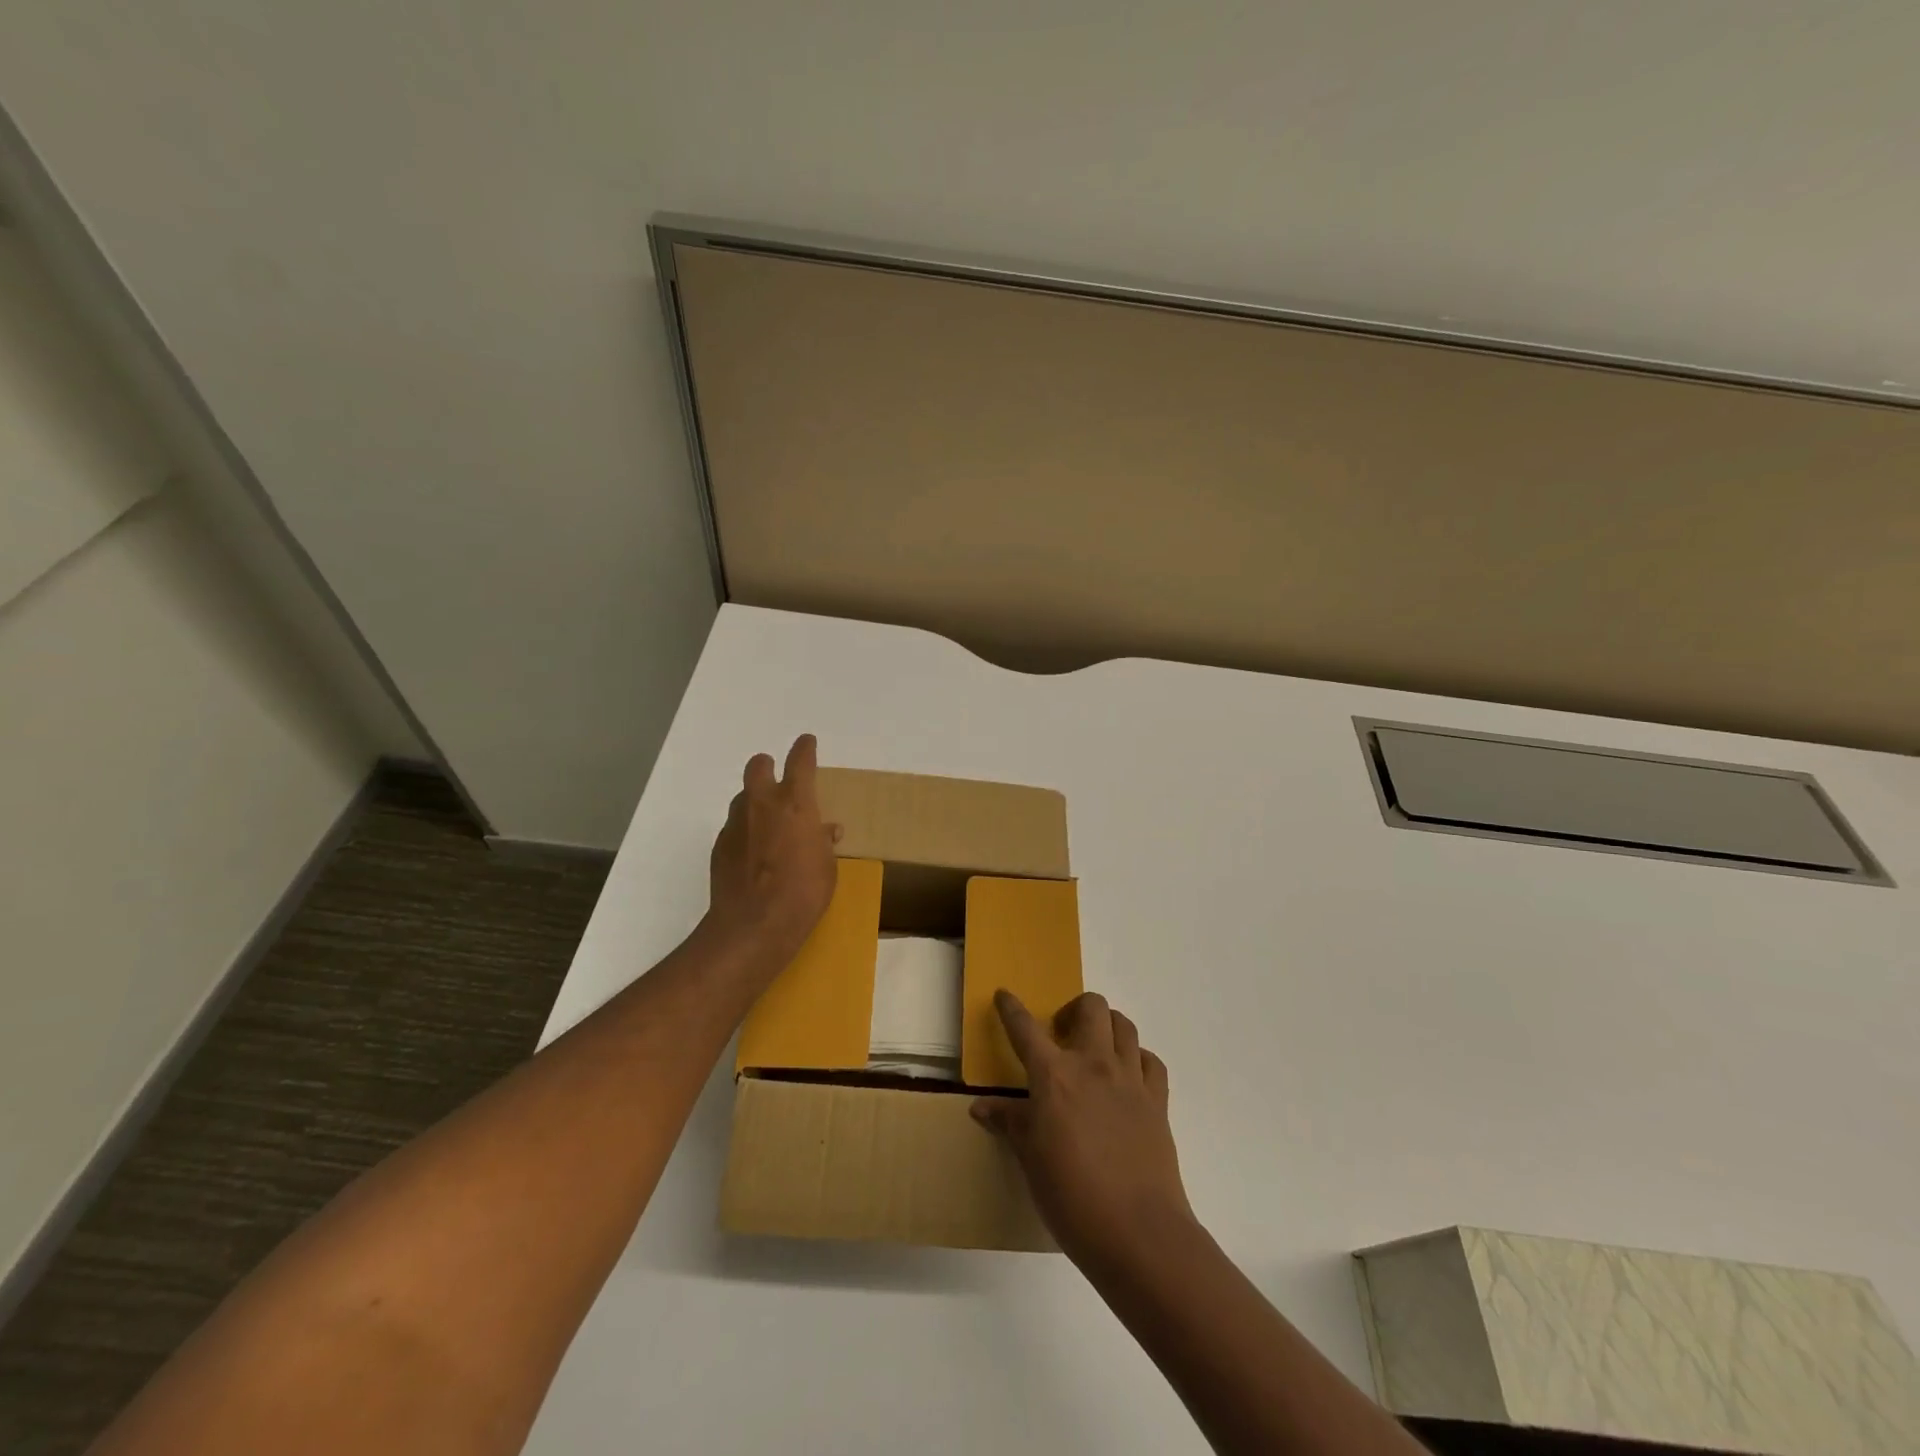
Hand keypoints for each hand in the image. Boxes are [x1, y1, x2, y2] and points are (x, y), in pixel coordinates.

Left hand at [706, 734, 841, 972]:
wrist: (753, 926)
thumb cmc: (803, 893)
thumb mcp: (827, 866)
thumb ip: (823, 841)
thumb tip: (826, 830)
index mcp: (796, 803)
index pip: (800, 761)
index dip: (805, 749)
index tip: (807, 742)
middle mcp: (762, 803)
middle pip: (759, 766)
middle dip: (768, 766)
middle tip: (779, 781)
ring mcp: (736, 823)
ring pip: (743, 797)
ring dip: (755, 802)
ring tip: (769, 825)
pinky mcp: (720, 846)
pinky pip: (734, 826)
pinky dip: (745, 831)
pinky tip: (754, 854)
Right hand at [972, 991, 1194, 1268]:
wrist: (1138, 1232)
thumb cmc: (1071, 1197)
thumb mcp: (1030, 1160)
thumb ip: (1009, 1123)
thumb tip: (980, 1106)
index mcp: (1053, 1076)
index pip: (1025, 1029)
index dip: (1012, 1009)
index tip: (1004, 995)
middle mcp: (1093, 1064)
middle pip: (1090, 1007)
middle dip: (1074, 1009)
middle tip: (1062, 1034)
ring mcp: (1129, 1079)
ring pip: (1124, 1025)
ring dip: (1107, 1026)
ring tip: (1096, 1048)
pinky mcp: (1157, 1101)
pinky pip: (1151, 1061)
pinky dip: (1138, 1058)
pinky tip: (1129, 1075)